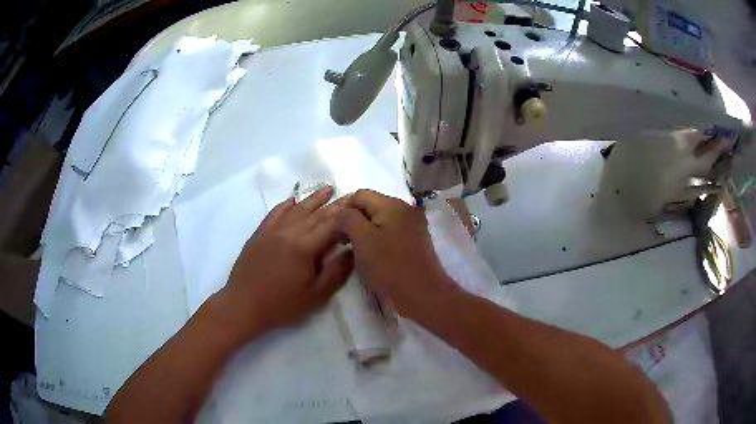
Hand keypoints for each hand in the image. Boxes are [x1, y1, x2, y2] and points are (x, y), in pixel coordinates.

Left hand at [217, 186, 353, 338]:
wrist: (244, 305)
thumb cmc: (282, 304)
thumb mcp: (316, 295)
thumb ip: (337, 272)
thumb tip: (353, 250)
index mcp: (305, 247)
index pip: (332, 225)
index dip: (347, 216)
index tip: (360, 207)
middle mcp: (289, 232)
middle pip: (316, 214)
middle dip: (335, 204)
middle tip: (350, 195)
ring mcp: (272, 230)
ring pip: (297, 209)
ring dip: (314, 198)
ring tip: (328, 188)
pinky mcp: (260, 233)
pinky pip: (275, 212)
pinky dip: (287, 204)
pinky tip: (294, 200)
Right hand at [335, 189, 458, 317]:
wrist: (422, 294)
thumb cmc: (390, 266)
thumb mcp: (362, 239)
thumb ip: (347, 219)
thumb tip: (340, 212)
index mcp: (393, 204)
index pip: (360, 195)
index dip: (343, 208)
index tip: (333, 228)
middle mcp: (405, 209)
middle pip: (371, 206)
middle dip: (353, 220)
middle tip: (342, 241)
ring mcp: (412, 226)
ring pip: (380, 221)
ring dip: (364, 231)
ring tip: (354, 249)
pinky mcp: (414, 241)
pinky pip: (390, 233)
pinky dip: (377, 239)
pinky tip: (371, 255)